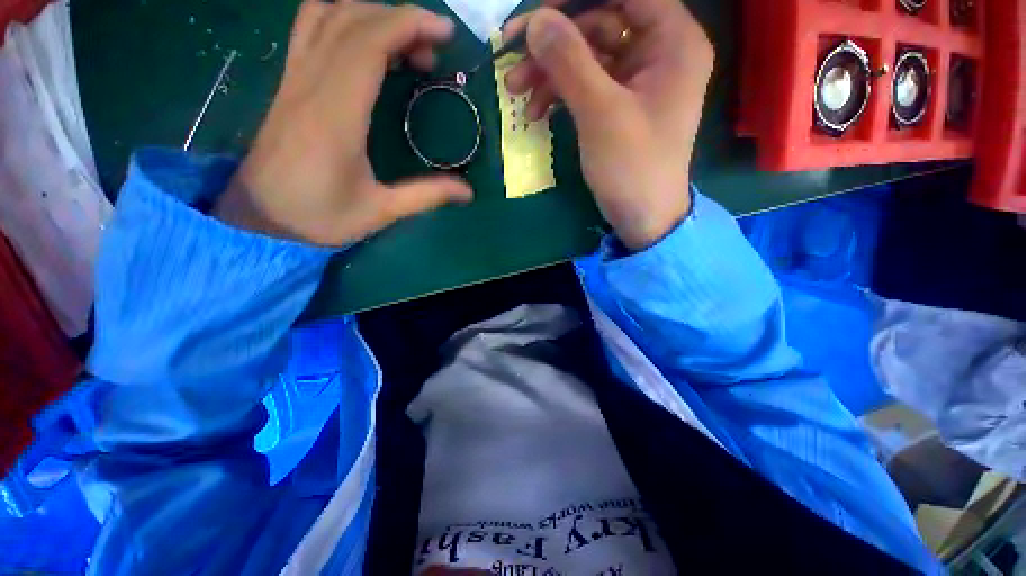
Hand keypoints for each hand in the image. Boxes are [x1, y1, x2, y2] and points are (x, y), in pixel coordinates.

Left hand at [215, 1, 472, 245]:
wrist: (258, 217)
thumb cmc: (318, 216)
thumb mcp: (379, 212)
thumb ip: (425, 196)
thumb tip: (468, 191)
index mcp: (337, 114)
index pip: (369, 43)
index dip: (409, 25)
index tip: (445, 33)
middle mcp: (311, 83)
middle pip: (352, 19)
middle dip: (399, 20)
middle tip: (433, 50)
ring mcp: (295, 78)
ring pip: (327, 15)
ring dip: (370, 15)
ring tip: (403, 43)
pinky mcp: (289, 83)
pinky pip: (310, 29)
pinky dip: (342, 20)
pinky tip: (365, 43)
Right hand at [505, 0, 713, 249]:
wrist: (642, 217)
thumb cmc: (632, 168)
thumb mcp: (600, 113)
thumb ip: (570, 60)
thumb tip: (537, 20)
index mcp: (673, 40)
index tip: (535, 14)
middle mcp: (659, 51)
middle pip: (600, 21)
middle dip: (554, 41)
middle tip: (511, 58)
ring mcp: (638, 79)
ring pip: (588, 55)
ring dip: (550, 71)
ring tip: (515, 92)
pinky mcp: (621, 104)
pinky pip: (588, 84)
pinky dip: (560, 93)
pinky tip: (536, 112)